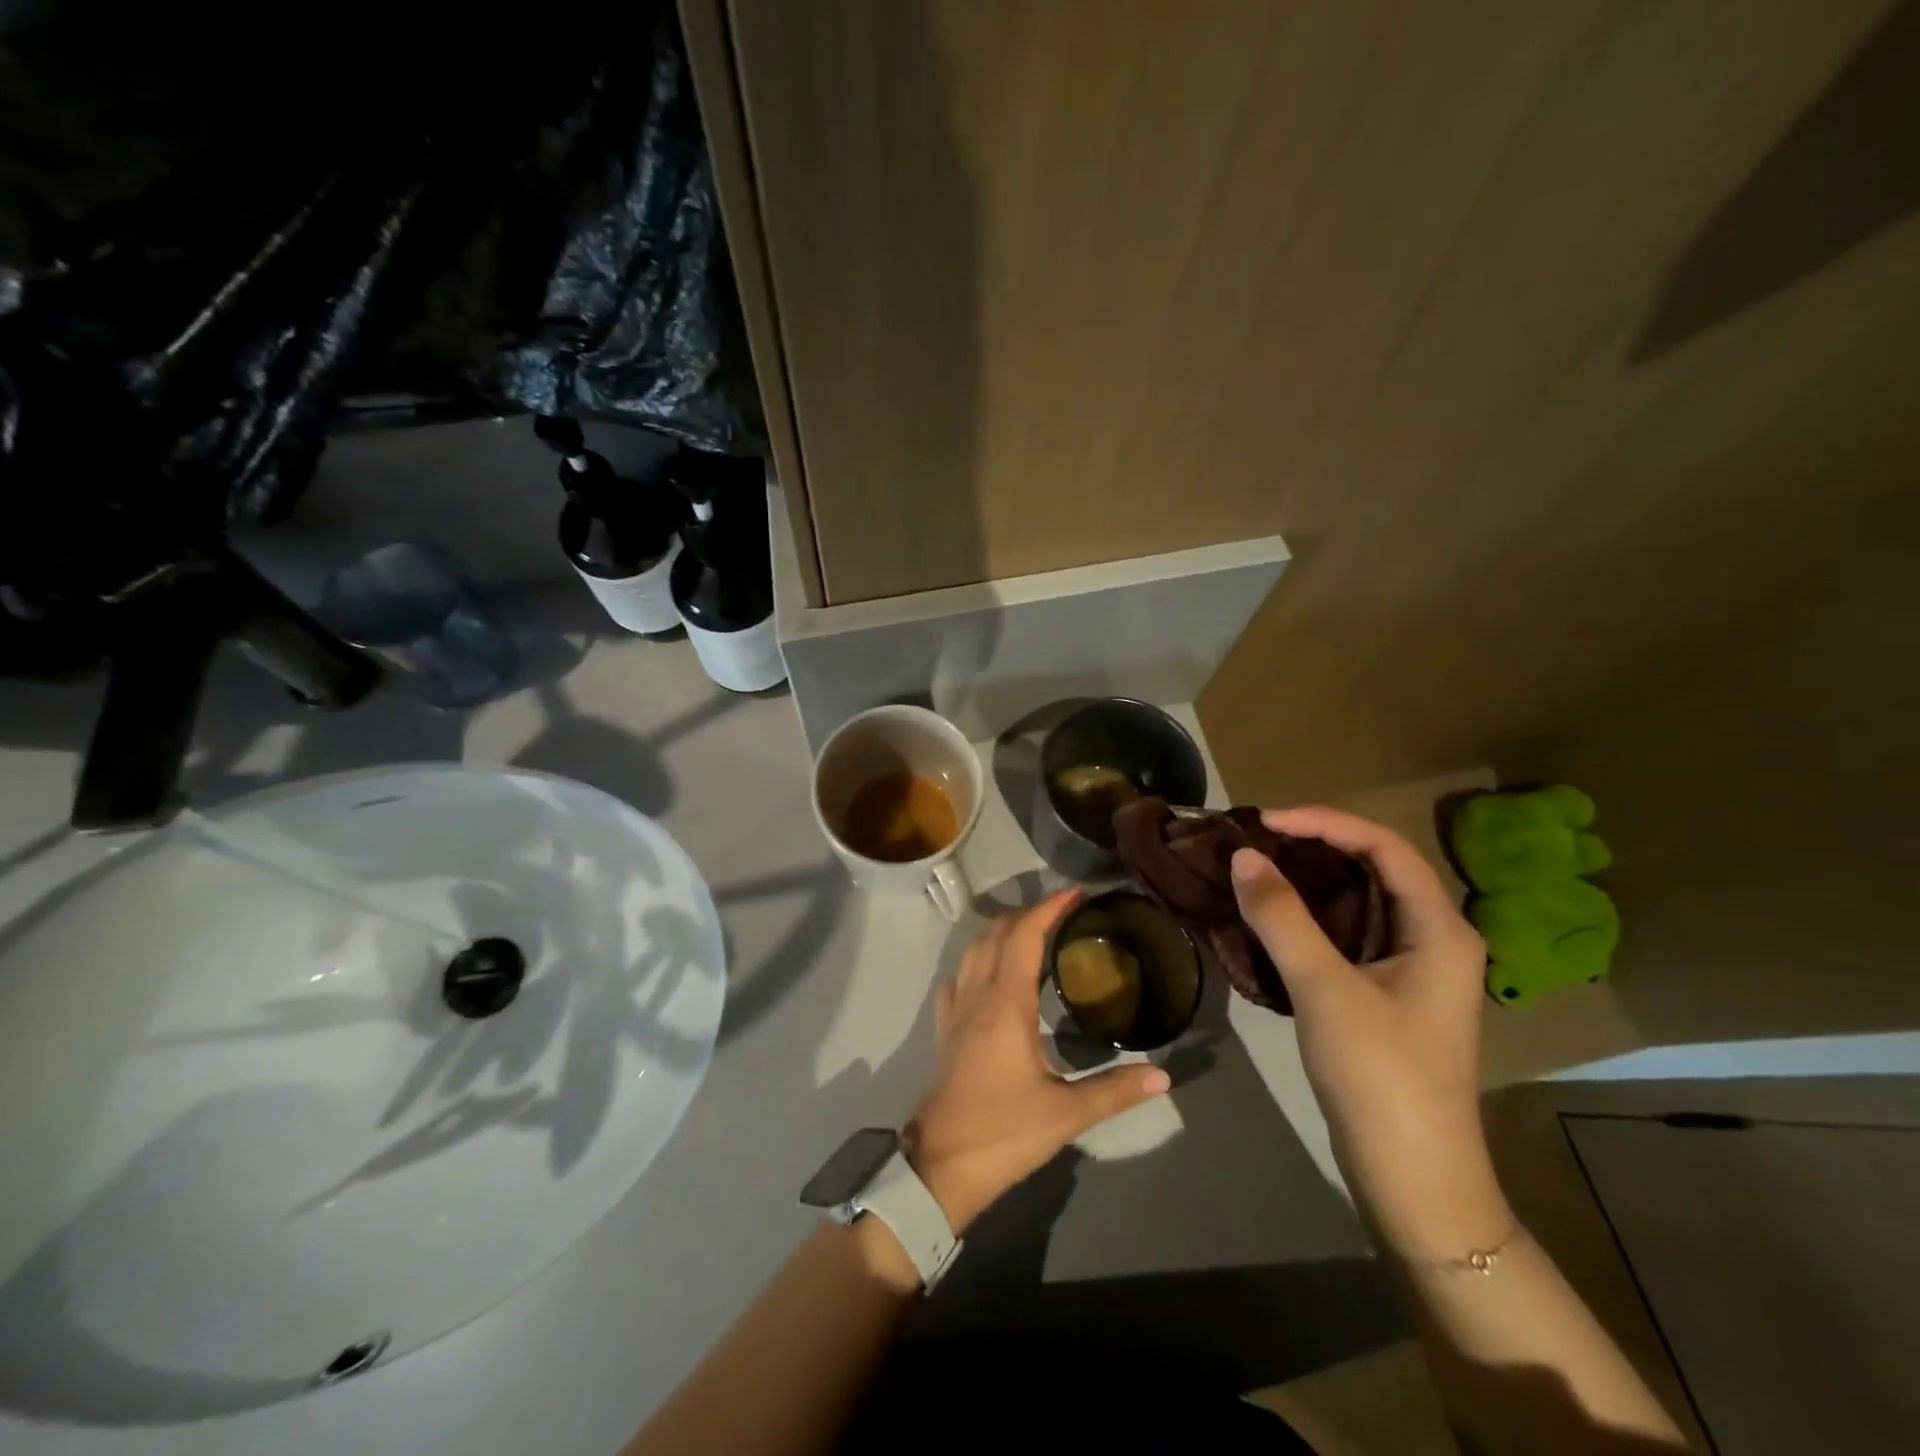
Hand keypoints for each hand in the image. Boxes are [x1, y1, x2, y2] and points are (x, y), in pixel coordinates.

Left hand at [907, 891, 1169, 1232]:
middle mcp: (977, 996)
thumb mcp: (1066, 1114)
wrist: (939, 1168)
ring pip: (974, 952)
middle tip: (1063, 914)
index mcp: (1006, 1004)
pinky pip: (958, 980)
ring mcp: (955, 1012)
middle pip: (997, 935)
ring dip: (1001, 933)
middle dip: (1028, 915)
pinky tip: (990, 976)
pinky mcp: (944, 1032)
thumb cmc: (1003, 1133)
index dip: (1049, 909)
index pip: (1025, 937)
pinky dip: (977, 963)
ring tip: (1032, 935)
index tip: (1076, 894)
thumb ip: (1115, 1090)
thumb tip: (1163, 1075)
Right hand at [1230, 808, 1511, 1262]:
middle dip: (1315, 845)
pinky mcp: (1388, 995)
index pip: (1383, 846)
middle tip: (1254, 840)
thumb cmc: (1379, 1075)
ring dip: (1310, 880)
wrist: (1414, 1177)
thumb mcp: (1324, 988)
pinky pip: (1348, 934)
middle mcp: (1434, 939)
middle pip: (1375, 868)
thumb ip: (1282, 916)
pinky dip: (1310, 916)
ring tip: (1256, 869)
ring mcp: (1413, 970)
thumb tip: (1244, 856)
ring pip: (1360, 902)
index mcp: (1439, 928)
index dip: (1324, 822)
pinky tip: (1271, 919)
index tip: (1265, 821)